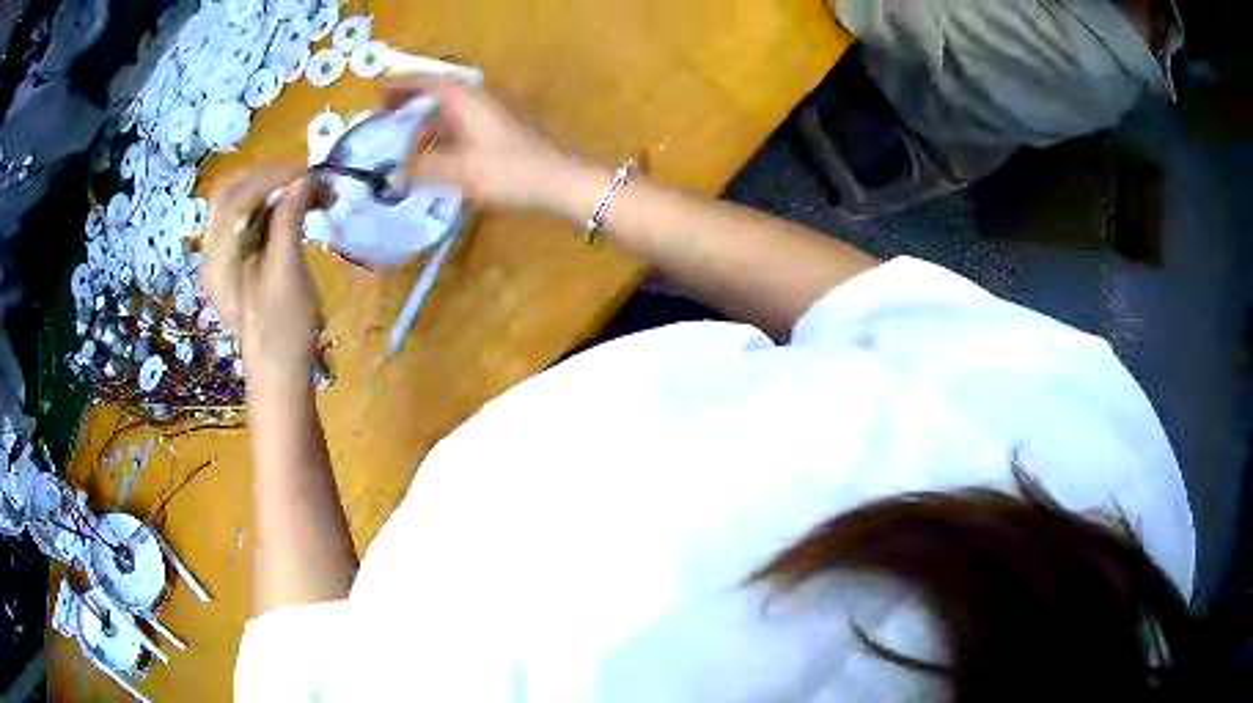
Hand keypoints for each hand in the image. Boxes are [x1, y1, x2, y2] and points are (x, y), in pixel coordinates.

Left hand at [203, 165, 321, 388]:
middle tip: (306, 179)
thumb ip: (289, 220)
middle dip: (270, 178)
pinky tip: (294, 212)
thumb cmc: (283, 330)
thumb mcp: (287, 273)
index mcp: (219, 257)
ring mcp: (224, 259)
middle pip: (233, 195)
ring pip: (241, 206)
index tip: (310, 173)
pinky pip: (249, 223)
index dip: (273, 177)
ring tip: (306, 193)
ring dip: (272, 191)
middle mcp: (214, 253)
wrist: (280, 375)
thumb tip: (305, 178)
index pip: (238, 197)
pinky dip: (272, 209)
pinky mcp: (238, 265)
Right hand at [384, 78, 580, 213]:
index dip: (397, 86)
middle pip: (434, 93)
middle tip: (382, 119)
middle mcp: (476, 98)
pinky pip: (460, 125)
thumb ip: (423, 170)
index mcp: (464, 98)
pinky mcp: (498, 129)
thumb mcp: (461, 171)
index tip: (375, 93)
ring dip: (423, 121)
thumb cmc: (511, 171)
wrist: (562, 180)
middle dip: (408, 103)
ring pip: (447, 110)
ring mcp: (490, 112)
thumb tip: (394, 173)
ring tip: (400, 141)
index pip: (423, 81)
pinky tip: (432, 156)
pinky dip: (440, 135)